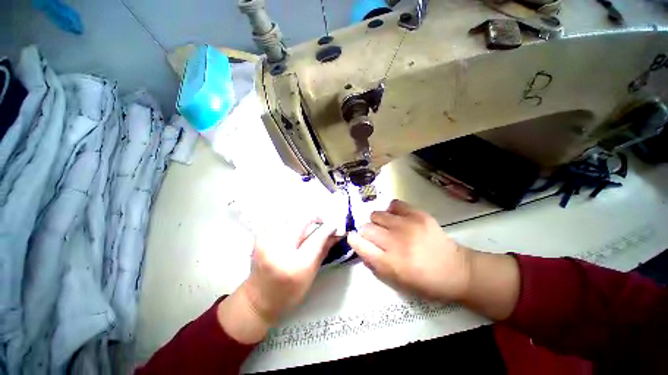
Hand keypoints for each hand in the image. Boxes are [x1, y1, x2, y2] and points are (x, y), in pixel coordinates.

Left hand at [218, 219, 338, 342]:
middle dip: (314, 217)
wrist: (258, 300)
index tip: (334, 224)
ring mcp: (267, 242)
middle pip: (301, 221)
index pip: (317, 238)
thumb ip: (323, 250)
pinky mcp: (259, 238)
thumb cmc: (289, 292)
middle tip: (321, 220)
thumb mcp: (311, 274)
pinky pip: (276, 220)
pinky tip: (291, 226)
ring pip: (288, 216)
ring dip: (300, 217)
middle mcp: (280, 250)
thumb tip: (335, 234)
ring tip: (306, 223)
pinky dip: (287, 220)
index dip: (328, 228)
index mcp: (297, 265)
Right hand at [348, 200, 472, 301]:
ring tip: (387, 226)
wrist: (456, 270)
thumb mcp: (396, 282)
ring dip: (378, 221)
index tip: (354, 238)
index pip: (360, 245)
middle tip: (376, 236)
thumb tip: (361, 247)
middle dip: (366, 232)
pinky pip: (394, 204)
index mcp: (389, 263)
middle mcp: (395, 242)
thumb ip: (374, 265)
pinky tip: (397, 217)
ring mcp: (407, 225)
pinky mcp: (418, 214)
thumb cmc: (424, 281)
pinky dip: (392, 210)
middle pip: (366, 227)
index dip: (353, 240)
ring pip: (377, 214)